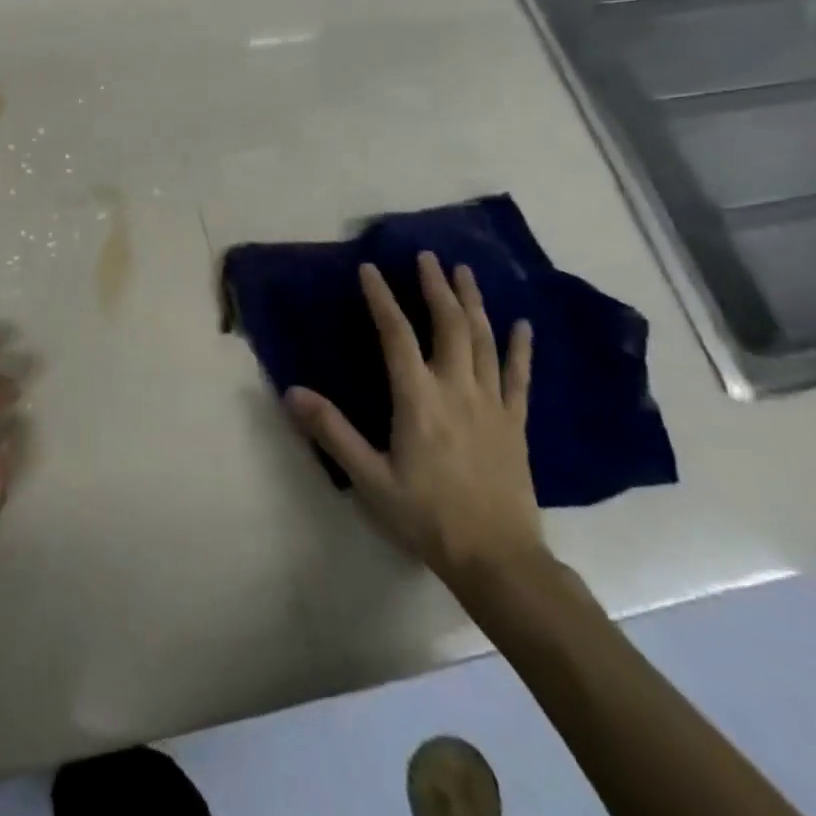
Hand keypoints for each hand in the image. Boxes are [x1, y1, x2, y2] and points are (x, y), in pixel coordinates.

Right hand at [285, 252, 542, 590]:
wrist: (498, 560)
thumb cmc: (427, 516)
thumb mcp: (369, 478)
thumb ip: (332, 431)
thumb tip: (292, 391)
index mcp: (418, 398)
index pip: (396, 334)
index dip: (382, 298)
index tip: (370, 269)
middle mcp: (456, 389)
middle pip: (448, 325)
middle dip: (437, 287)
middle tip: (428, 256)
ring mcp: (492, 404)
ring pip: (483, 340)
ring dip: (473, 303)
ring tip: (465, 272)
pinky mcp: (515, 423)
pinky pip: (519, 376)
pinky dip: (520, 347)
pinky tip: (523, 324)